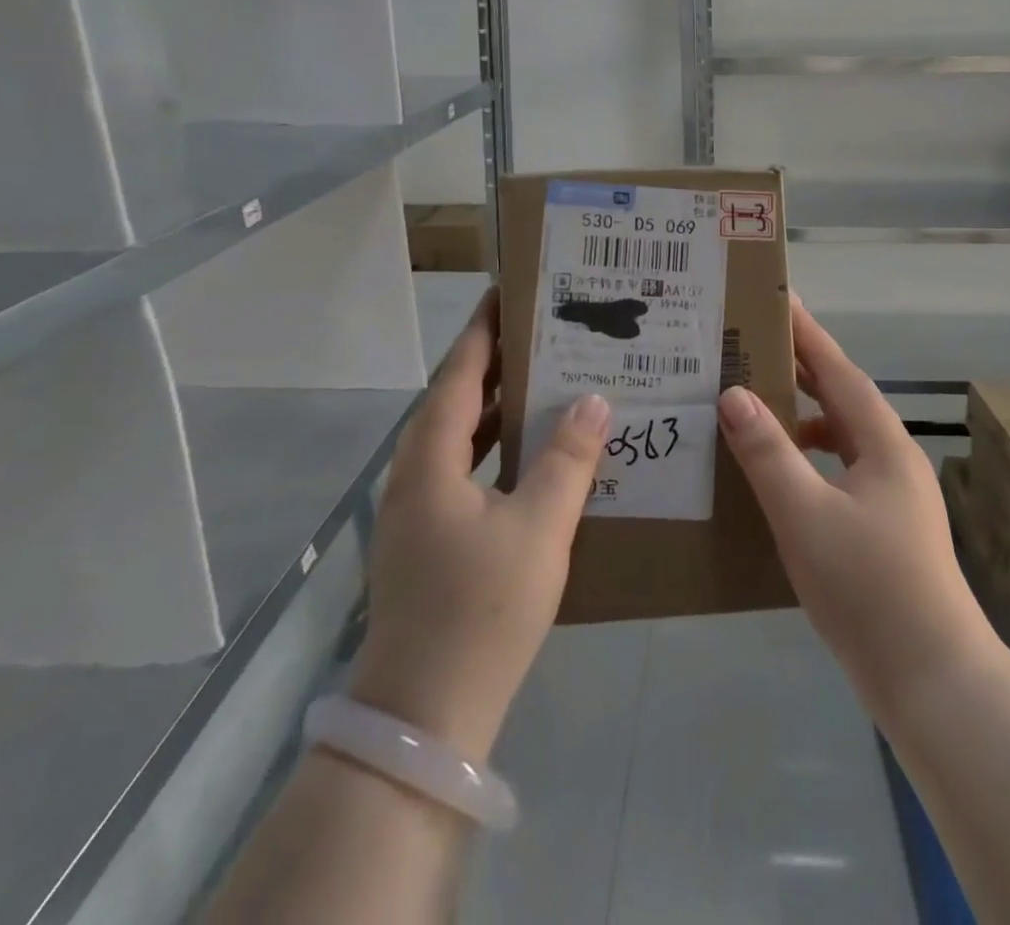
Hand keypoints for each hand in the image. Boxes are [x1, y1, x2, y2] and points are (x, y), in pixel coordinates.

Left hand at [350, 289, 608, 760]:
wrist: (426, 716)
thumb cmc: (481, 609)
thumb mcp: (538, 527)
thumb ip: (568, 458)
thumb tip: (593, 399)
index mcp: (430, 459)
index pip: (458, 373)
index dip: (483, 330)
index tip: (509, 292)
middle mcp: (416, 475)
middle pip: (456, 400)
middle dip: (496, 362)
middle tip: (545, 332)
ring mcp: (420, 511)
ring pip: (461, 438)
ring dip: (499, 407)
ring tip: (548, 380)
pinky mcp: (432, 541)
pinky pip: (467, 470)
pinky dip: (499, 449)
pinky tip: (537, 455)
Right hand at [717, 295, 992, 714]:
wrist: (933, 679)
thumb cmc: (869, 588)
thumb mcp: (806, 515)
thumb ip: (768, 453)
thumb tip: (734, 394)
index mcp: (883, 442)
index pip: (838, 369)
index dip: (807, 333)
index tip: (777, 299)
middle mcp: (893, 458)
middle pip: (843, 397)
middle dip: (802, 368)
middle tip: (754, 345)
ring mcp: (892, 494)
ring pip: (842, 435)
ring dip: (803, 415)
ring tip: (757, 406)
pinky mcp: (884, 527)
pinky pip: (840, 470)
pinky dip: (809, 458)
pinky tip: (780, 477)